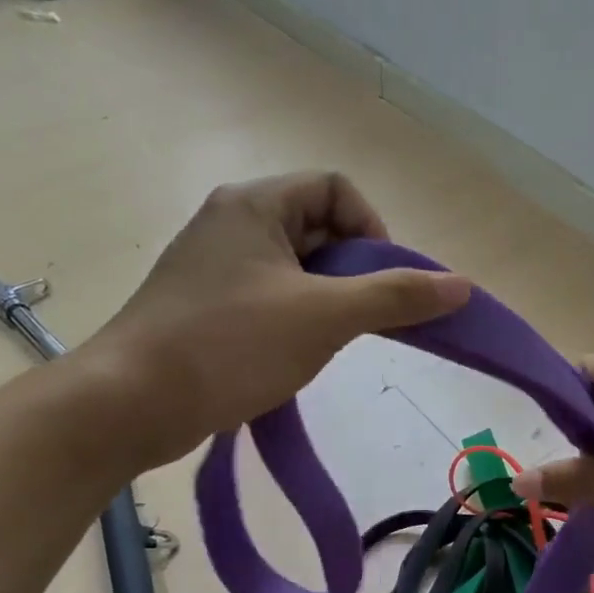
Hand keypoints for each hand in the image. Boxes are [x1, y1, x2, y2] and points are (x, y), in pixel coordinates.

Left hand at [80, 173, 469, 463]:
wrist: (131, 404)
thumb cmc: (229, 346)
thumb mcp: (324, 317)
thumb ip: (395, 297)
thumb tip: (462, 286)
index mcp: (254, 204)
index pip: (335, 188)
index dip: (371, 229)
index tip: (381, 282)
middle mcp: (230, 223)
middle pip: (317, 228)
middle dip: (352, 271)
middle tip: (361, 318)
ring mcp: (213, 266)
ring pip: (295, 268)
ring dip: (326, 300)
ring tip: (328, 342)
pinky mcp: (204, 306)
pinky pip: (269, 297)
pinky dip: (295, 319)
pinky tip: (295, 356)